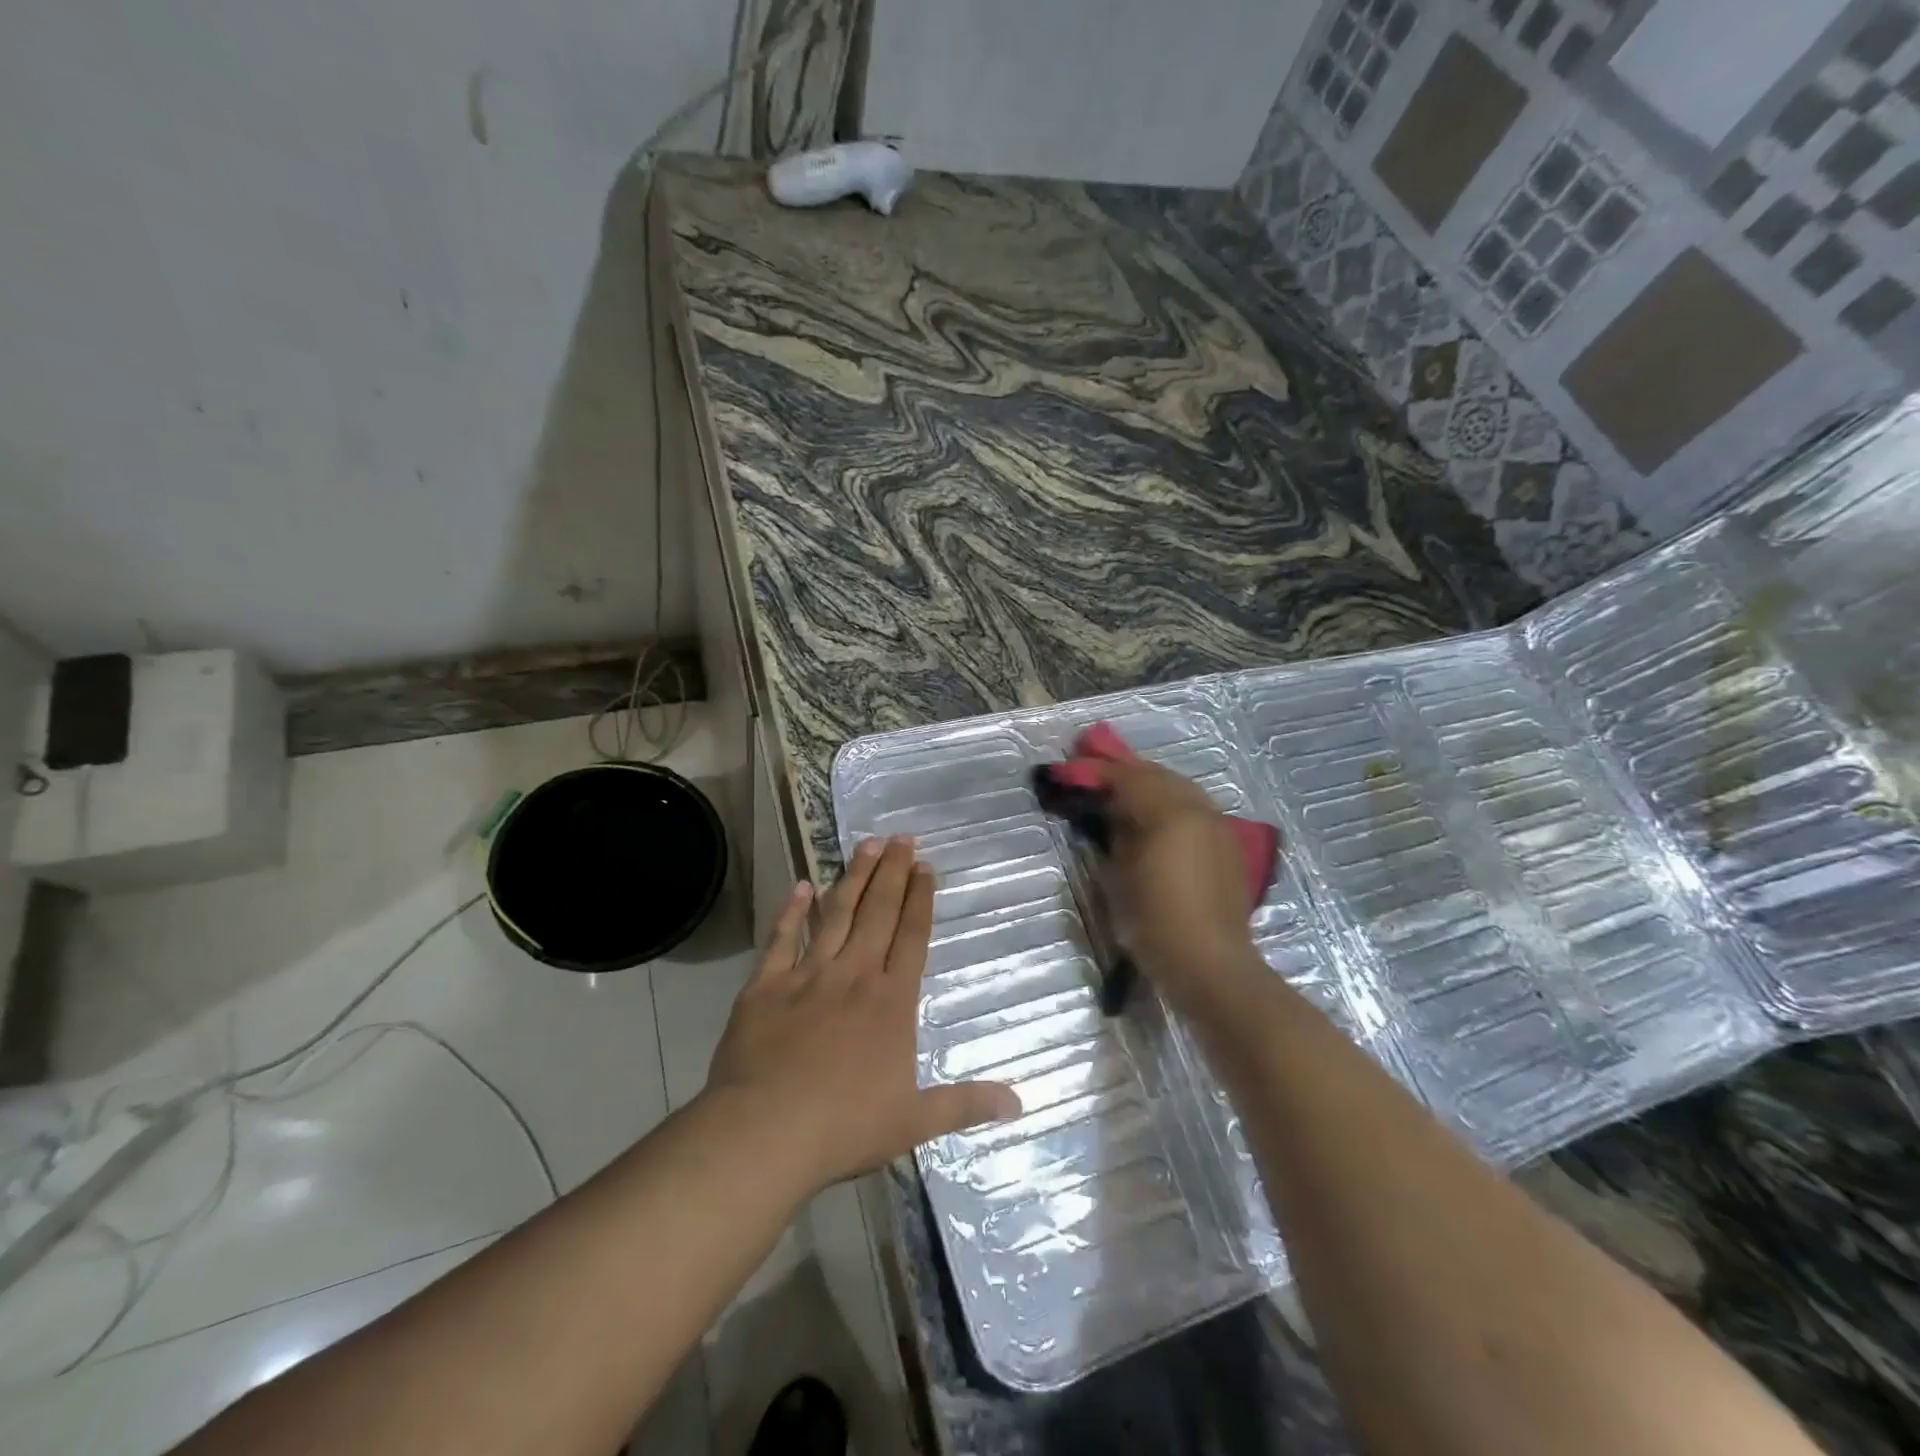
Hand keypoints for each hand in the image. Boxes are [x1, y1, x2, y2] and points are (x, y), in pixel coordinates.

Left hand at [704, 837, 1021, 1193]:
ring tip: (867, 844)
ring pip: (836, 914)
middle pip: (878, 913)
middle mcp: (854, 976)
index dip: (921, 899)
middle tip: (902, 837)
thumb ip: (966, 1105)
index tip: (926, 866)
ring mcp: (807, 975)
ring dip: (853, 877)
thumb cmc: (844, 1127)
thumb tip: (1020, 1104)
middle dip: (892, 872)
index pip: (912, 937)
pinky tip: (800, 885)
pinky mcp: (765, 985)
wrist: (764, 1132)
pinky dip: (791, 911)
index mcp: (891, 1002)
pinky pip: (781, 939)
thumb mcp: (914, 1121)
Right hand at [1099, 757, 1264, 1010]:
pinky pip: (1196, 809)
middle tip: (1098, 776)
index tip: (1073, 770)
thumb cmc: (1154, 923)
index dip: (1098, 772)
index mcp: (1170, 814)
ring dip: (1152, 786)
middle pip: (1159, 776)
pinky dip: (1173, 804)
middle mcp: (1199, 811)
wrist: (1210, 965)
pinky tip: (1157, 819)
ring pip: (1182, 789)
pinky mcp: (1229, 845)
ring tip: (1125, 794)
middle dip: (1128, 773)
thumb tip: (1111, 812)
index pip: (1129, 779)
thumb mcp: (1118, 878)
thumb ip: (1115, 835)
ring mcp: (1219, 827)